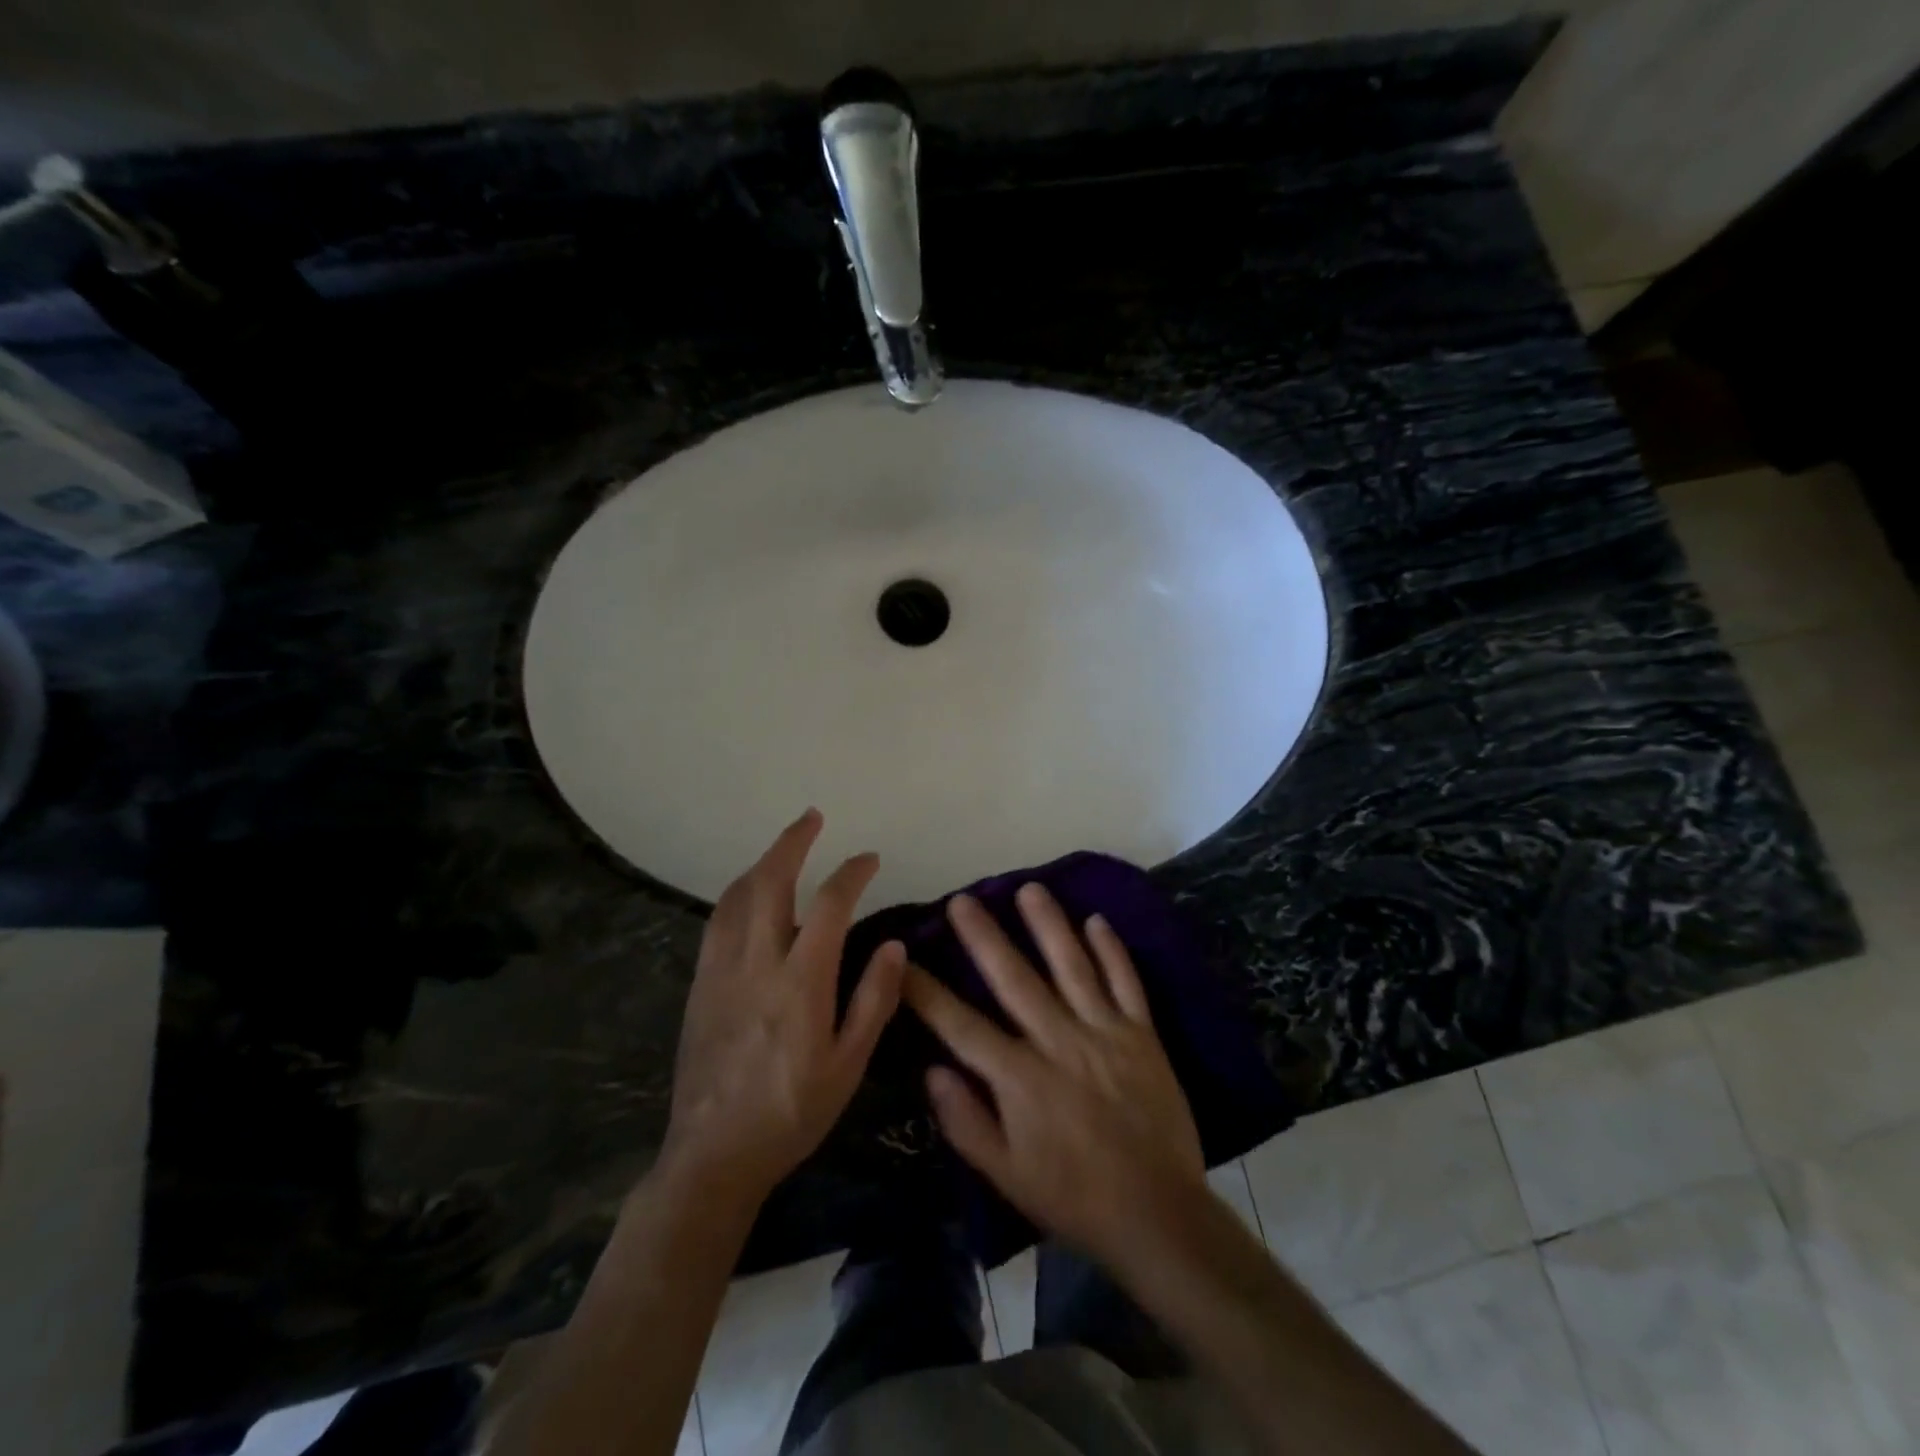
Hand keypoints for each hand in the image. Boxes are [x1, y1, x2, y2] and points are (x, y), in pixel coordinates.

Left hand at [659, 809, 904, 1205]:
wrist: (713, 1155)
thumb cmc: (792, 1113)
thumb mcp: (848, 1065)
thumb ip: (872, 1000)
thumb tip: (892, 946)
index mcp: (800, 982)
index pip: (828, 905)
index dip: (851, 873)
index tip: (869, 859)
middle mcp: (757, 963)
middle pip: (771, 882)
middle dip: (792, 842)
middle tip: (811, 817)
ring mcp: (722, 971)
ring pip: (737, 896)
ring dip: (762, 862)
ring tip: (783, 847)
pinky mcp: (700, 984)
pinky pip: (716, 921)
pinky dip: (736, 893)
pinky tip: (746, 894)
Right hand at [903, 885, 1206, 1266]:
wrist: (1158, 1215)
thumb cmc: (1073, 1197)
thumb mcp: (1006, 1175)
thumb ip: (965, 1122)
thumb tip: (932, 1070)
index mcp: (1019, 1078)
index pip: (961, 1025)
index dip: (927, 992)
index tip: (903, 961)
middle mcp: (1058, 1042)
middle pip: (1014, 979)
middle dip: (984, 937)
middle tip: (964, 900)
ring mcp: (1104, 1032)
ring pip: (1071, 966)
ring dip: (1048, 925)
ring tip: (1029, 889)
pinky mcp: (1142, 1035)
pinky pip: (1125, 982)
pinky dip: (1111, 950)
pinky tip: (1096, 920)